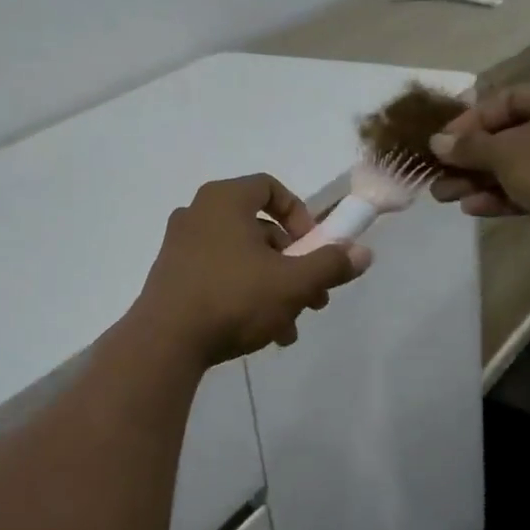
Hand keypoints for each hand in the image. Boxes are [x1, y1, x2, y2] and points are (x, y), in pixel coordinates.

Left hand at [131, 174, 372, 364]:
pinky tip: (262, 334)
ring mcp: (180, 244)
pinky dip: (244, 294)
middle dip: (293, 265)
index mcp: (224, 200)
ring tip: (290, 328)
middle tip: (313, 298)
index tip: (314, 248)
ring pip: (242, 258)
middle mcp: (198, 213)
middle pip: (260, 229)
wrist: (165, 341)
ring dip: (273, 288)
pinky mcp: (171, 274)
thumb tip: (364, 252)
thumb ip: (330, 264)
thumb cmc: (233, 298)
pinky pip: (218, 274)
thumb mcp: (293, 283)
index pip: (270, 188)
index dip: (301, 215)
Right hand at [426, 73, 529, 246]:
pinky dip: (502, 195)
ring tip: (444, 196)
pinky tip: (473, 208)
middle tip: (436, 175)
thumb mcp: (506, 153)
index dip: (465, 123)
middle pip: (505, 135)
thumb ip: (468, 147)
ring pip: (515, 164)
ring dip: (478, 180)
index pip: (501, 101)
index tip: (437, 145)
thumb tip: (436, 143)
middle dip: (468, 158)